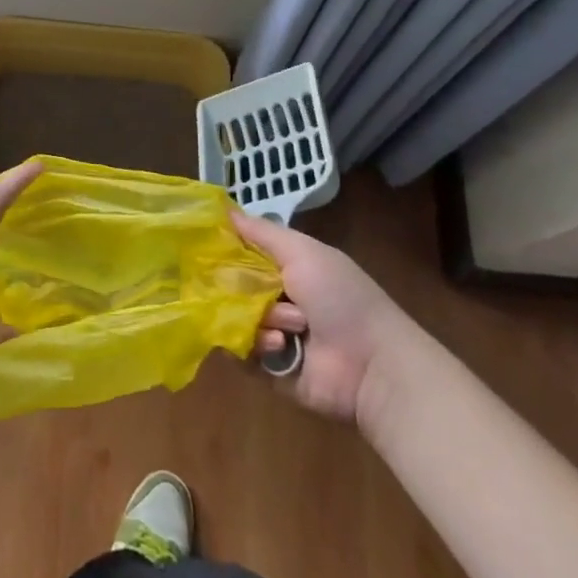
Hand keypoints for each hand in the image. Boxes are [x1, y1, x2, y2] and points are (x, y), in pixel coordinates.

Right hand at [233, 210, 411, 432]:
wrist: (372, 364)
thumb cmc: (340, 298)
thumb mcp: (304, 252)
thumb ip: (262, 232)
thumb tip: (223, 208)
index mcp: (286, 268)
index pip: (241, 254)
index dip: (224, 250)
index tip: (204, 246)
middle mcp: (276, 298)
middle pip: (232, 287)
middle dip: (239, 289)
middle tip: (252, 292)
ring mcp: (271, 334)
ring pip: (235, 319)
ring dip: (259, 320)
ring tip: (288, 328)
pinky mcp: (268, 368)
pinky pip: (240, 353)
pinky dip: (256, 347)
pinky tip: (280, 346)